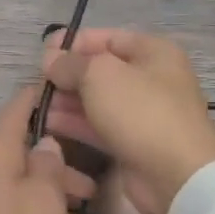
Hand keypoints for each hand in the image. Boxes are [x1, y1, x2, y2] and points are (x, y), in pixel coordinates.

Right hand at [41, 29, 214, 213]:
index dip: (73, 43)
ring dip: (67, 100)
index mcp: (153, 52)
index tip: (43, 54)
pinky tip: (48, 124)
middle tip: (37, 84)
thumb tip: (51, 60)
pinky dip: (75, 123)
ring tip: (38, 105)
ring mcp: (143, 113)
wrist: (177, 175)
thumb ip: (71, 63)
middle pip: (100, 70)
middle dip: (67, 75)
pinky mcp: (133, 142)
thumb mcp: (99, 75)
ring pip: (97, 99)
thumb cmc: (140, 111)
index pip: (106, 37)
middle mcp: (151, 78)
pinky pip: (99, 125)